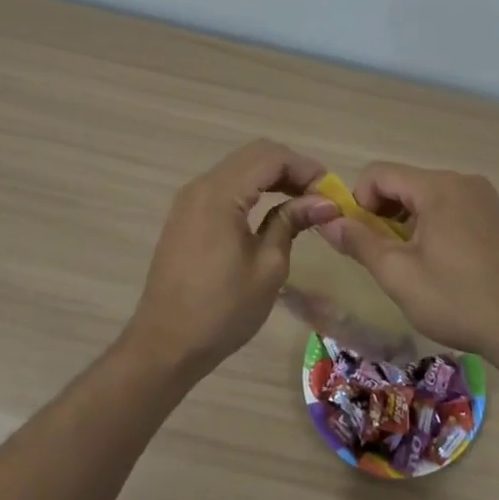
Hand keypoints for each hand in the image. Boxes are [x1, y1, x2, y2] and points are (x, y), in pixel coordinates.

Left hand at [127, 140, 340, 372]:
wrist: (166, 344)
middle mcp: (201, 186)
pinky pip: (225, 186)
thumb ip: (292, 222)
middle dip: (291, 168)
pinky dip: (253, 189)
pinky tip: (272, 211)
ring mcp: (190, 199)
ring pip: (239, 168)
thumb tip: (324, 202)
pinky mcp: (186, 215)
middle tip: (319, 197)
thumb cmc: (222, 310)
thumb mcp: (268, 266)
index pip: (271, 157)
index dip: (306, 168)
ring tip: (302, 204)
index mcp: (220, 194)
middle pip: (255, 155)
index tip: (331, 193)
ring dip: (272, 177)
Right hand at [318, 164, 498, 361]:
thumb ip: (359, 242)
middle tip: (383, 258)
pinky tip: (443, 267)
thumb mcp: (399, 275)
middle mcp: (463, 182)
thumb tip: (327, 221)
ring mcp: (486, 199)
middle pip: (405, 183)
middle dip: (383, 215)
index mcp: (438, 187)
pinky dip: (435, 228)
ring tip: (413, 267)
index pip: (379, 173)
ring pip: (428, 198)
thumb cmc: (459, 300)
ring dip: (408, 224)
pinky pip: (453, 209)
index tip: (359, 240)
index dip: (357, 202)